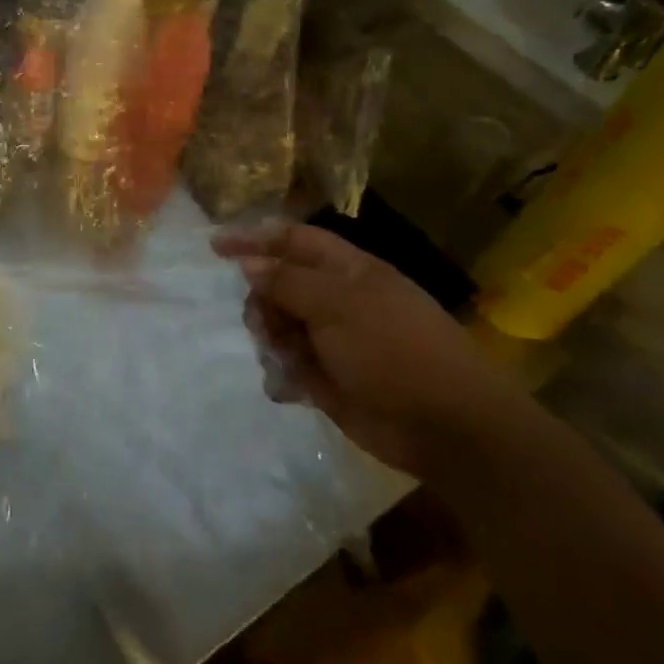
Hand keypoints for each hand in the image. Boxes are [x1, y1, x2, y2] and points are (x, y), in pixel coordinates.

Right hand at [212, 222, 529, 479]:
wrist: (447, 426)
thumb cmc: (395, 349)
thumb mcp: (337, 305)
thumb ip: (287, 282)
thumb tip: (248, 264)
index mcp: (347, 271)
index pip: (293, 241)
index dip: (256, 238)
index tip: (215, 247)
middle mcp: (337, 301)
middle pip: (279, 284)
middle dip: (261, 300)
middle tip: (262, 323)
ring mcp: (333, 341)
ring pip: (279, 326)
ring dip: (271, 339)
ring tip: (284, 358)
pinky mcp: (328, 379)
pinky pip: (288, 366)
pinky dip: (283, 374)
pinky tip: (291, 387)